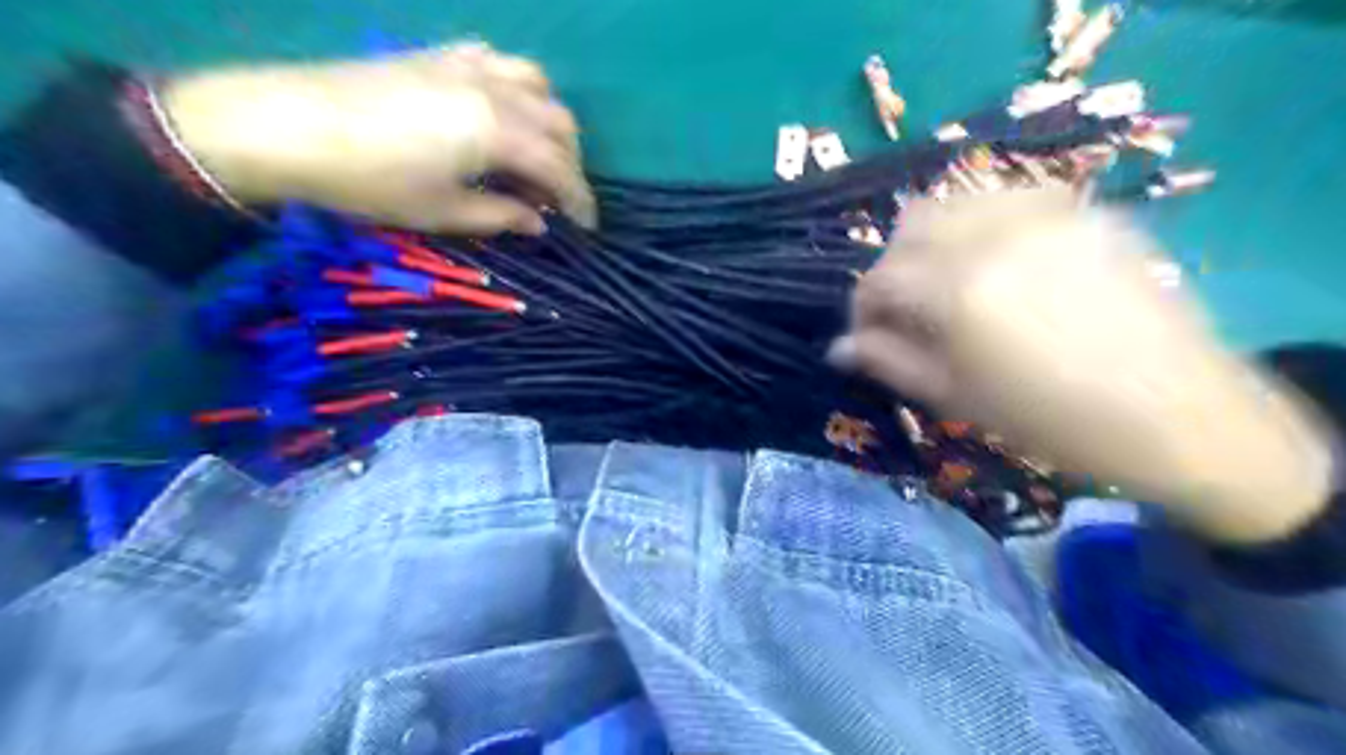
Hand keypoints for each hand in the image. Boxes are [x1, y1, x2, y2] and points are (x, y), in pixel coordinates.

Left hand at [159, 41, 594, 234]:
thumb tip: (538, 222)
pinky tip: (504, 110)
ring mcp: (468, 64)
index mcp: (499, 131)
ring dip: (551, 122)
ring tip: (539, 154)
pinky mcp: (440, 54)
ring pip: (538, 84)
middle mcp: (495, 89)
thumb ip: (501, 216)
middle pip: (559, 123)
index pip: (560, 167)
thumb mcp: (442, 212)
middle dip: (571, 164)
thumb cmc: (371, 180)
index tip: (587, 228)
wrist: (288, 125)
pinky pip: (500, 62)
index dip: (580, 200)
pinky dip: (518, 88)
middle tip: (560, 200)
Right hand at [838, 187, 1328, 542]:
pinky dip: (981, 222)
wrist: (1173, 412)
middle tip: (905, 309)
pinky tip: (996, 259)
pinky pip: (1007, 196)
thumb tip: (838, 347)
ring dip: (932, 239)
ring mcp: (1043, 214)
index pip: (878, 279)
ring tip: (947, 281)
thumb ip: (889, 362)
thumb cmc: (1050, 419)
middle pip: (908, 227)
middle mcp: (993, 235)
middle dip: (892, 267)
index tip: (868, 335)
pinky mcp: (1081, 209)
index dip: (862, 308)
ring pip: (953, 201)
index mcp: (957, 290)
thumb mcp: (955, 397)